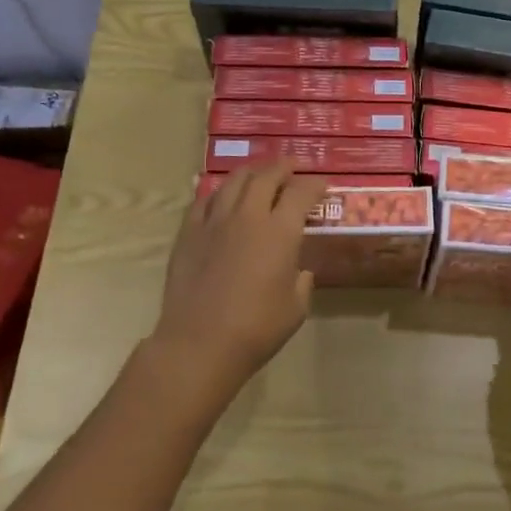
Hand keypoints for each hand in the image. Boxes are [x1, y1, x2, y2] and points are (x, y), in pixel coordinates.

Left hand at [152, 163, 326, 398]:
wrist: (199, 344)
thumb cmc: (256, 329)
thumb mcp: (296, 308)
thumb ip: (302, 281)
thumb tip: (300, 270)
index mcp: (280, 231)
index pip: (301, 193)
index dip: (314, 185)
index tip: (322, 185)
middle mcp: (248, 216)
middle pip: (266, 176)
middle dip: (283, 167)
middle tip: (292, 167)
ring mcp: (214, 221)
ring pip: (234, 181)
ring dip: (252, 173)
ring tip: (259, 174)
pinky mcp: (188, 233)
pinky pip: (204, 200)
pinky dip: (219, 192)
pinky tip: (222, 197)